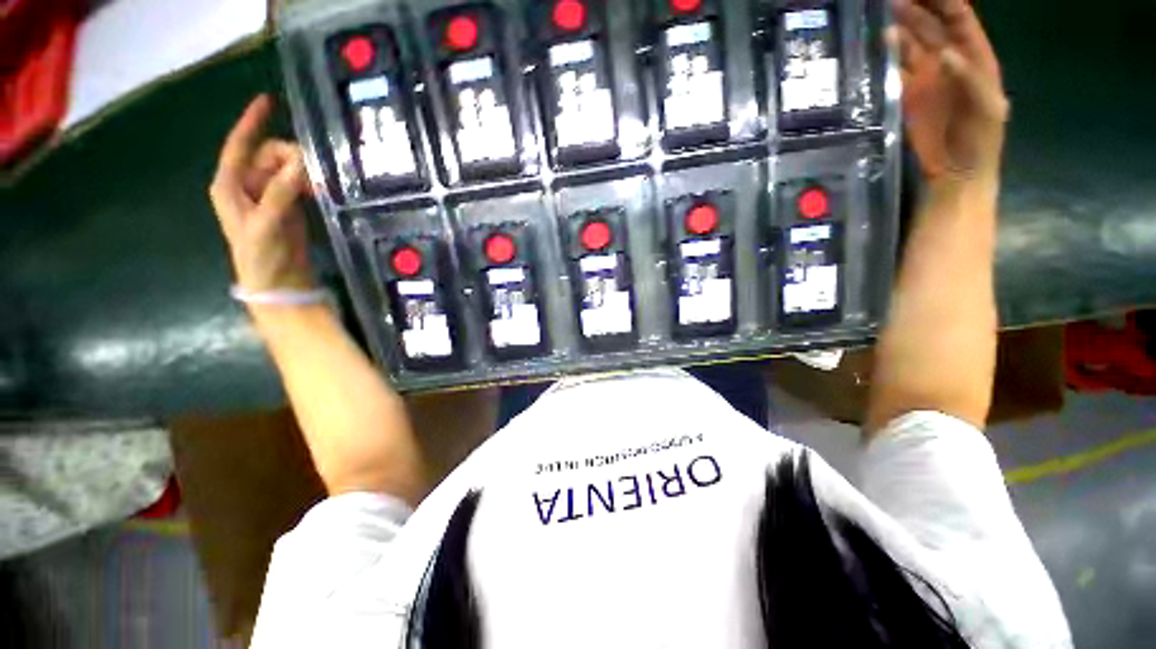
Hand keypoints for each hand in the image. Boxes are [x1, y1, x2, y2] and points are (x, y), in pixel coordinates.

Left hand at [209, 94, 314, 293]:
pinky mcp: (289, 206)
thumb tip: (301, 163)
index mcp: (230, 185)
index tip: (267, 100)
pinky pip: (299, 184)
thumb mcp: (267, 224)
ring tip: (318, 187)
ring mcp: (270, 195)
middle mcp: (248, 185)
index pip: (238, 145)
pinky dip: (310, 183)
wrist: (278, 283)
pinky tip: (321, 190)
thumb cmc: (261, 256)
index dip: (251, 122)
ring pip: (288, 168)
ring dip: (303, 172)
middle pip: (270, 154)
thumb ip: (281, 193)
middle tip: (311, 174)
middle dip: (290, 158)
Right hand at [889, 0, 1008, 183]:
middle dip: (916, 5)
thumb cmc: (981, 141)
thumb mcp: (986, 109)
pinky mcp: (906, 96)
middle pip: (932, 25)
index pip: (959, 19)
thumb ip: (970, 79)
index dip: (944, 0)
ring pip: (911, 43)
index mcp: (975, 57)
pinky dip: (888, 56)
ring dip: (900, 26)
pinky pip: (895, 70)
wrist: (956, 172)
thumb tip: (943, 54)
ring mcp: (925, 78)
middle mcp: (949, 61)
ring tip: (883, 9)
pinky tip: (880, 44)